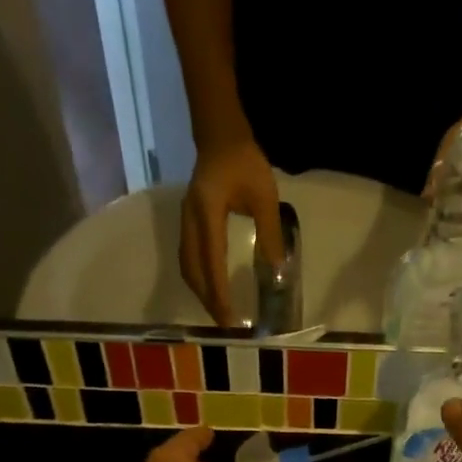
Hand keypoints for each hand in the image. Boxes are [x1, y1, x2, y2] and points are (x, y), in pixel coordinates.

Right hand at [180, 136, 283, 325]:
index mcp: (208, 213)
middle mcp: (190, 221)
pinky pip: (188, 259)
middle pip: (193, 270)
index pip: (211, 262)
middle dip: (207, 299)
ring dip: (200, 292)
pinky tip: (211, 290)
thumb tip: (276, 271)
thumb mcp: (265, 197)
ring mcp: (185, 222)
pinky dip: (199, 279)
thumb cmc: (245, 163)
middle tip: (225, 324)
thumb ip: (270, 233)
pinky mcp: (188, 224)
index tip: (228, 317)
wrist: (220, 137)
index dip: (218, 293)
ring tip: (218, 312)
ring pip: (187, 267)